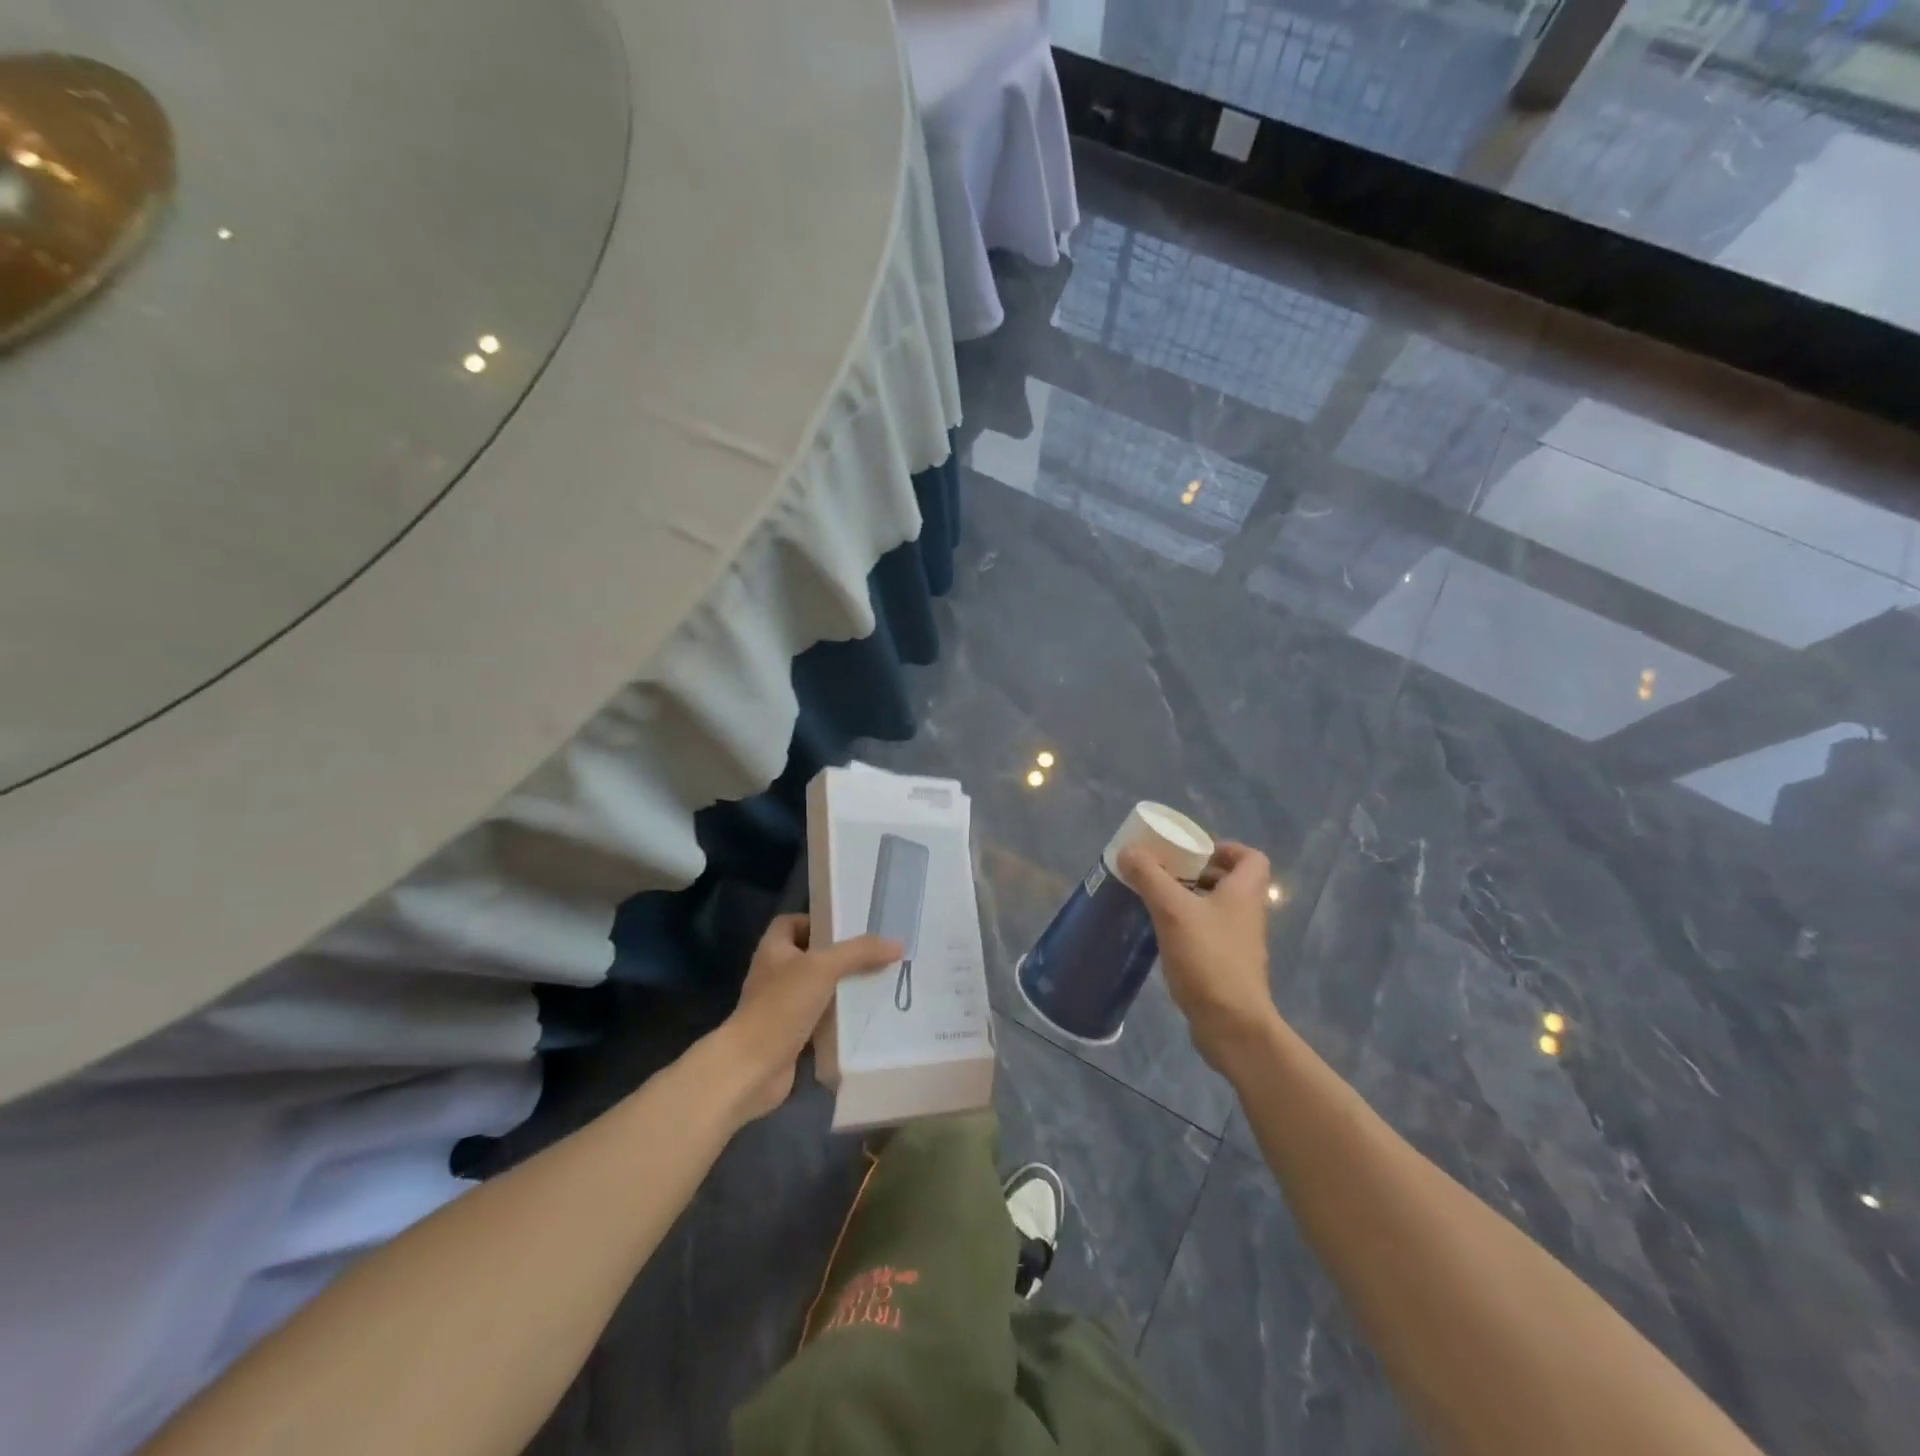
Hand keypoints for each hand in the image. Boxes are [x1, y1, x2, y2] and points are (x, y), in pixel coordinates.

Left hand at [717, 913, 901, 1121]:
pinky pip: (821, 1019)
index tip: (847, 928)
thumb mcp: (823, 968)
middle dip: (840, 956)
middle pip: (810, 955)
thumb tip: (897, 943)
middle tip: (874, 954)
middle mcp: (775, 974)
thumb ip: (859, 952)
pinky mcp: (791, 1035)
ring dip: (842, 988)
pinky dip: (839, 1018)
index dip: (816, 921)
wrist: (752, 1068)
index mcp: (774, 949)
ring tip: (878, 982)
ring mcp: (782, 1006)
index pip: (792, 923)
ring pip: (818, 989)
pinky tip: (865, 1017)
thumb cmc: (781, 1006)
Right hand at [1118, 841, 1278, 1072]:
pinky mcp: (1226, 966)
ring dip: (1189, 900)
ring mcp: (1238, 943)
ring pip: (1216, 909)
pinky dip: (1187, 927)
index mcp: (1244, 893)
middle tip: (1165, 872)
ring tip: (1155, 899)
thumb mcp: (1173, 911)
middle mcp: (1247, 914)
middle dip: (1197, 872)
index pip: (1251, 857)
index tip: (1193, 851)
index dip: (1226, 848)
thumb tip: (1129, 850)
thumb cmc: (1208, 959)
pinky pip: (1208, 934)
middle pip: (1229, 881)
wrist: (1232, 1025)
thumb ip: (1150, 876)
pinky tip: (1160, 934)